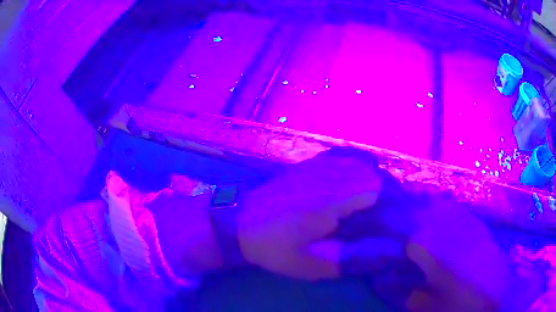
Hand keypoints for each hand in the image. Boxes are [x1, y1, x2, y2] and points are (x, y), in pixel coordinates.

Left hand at [237, 147, 386, 279]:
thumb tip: (384, 251)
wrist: (240, 223)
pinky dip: (353, 164)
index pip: (376, 189)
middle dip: (382, 190)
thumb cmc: (274, 248)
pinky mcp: (308, 163)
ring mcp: (316, 165)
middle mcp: (327, 176)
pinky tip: (351, 180)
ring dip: (369, 177)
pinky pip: (341, 155)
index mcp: (330, 202)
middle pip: (370, 171)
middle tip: (381, 212)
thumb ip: (348, 259)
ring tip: (369, 199)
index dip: (388, 202)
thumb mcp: (311, 265)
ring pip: (357, 161)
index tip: (388, 218)